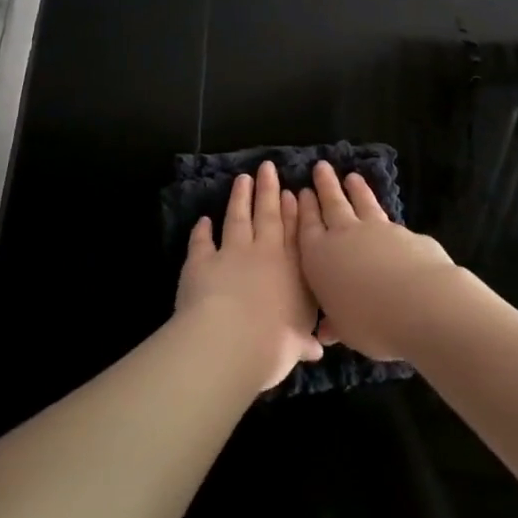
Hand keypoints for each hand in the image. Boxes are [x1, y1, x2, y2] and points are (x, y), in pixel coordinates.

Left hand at [174, 161, 323, 391]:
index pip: (297, 234)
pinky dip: (202, 230)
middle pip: (268, 215)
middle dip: (269, 190)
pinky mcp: (201, 261)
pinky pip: (202, 242)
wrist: (231, 340)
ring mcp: (232, 253)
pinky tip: (203, 220)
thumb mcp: (296, 345)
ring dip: (240, 198)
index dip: (295, 211)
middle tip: (268, 168)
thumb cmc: (274, 343)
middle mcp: (265, 254)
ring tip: (242, 179)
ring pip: (237, 218)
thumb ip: (303, 341)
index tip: (294, 192)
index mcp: (294, 270)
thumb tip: (316, 349)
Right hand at [295, 161, 456, 361]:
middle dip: (325, 186)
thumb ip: (335, 324)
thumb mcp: (346, 330)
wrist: (421, 303)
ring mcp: (377, 230)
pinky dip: (381, 210)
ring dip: (355, 189)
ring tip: (351, 176)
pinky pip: (387, 218)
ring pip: (361, 203)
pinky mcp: (405, 233)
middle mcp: (344, 236)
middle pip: (332, 204)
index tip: (301, 192)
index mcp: (319, 257)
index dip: (303, 209)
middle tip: (321, 167)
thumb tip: (327, 332)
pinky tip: (384, 213)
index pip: (306, 227)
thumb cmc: (370, 321)